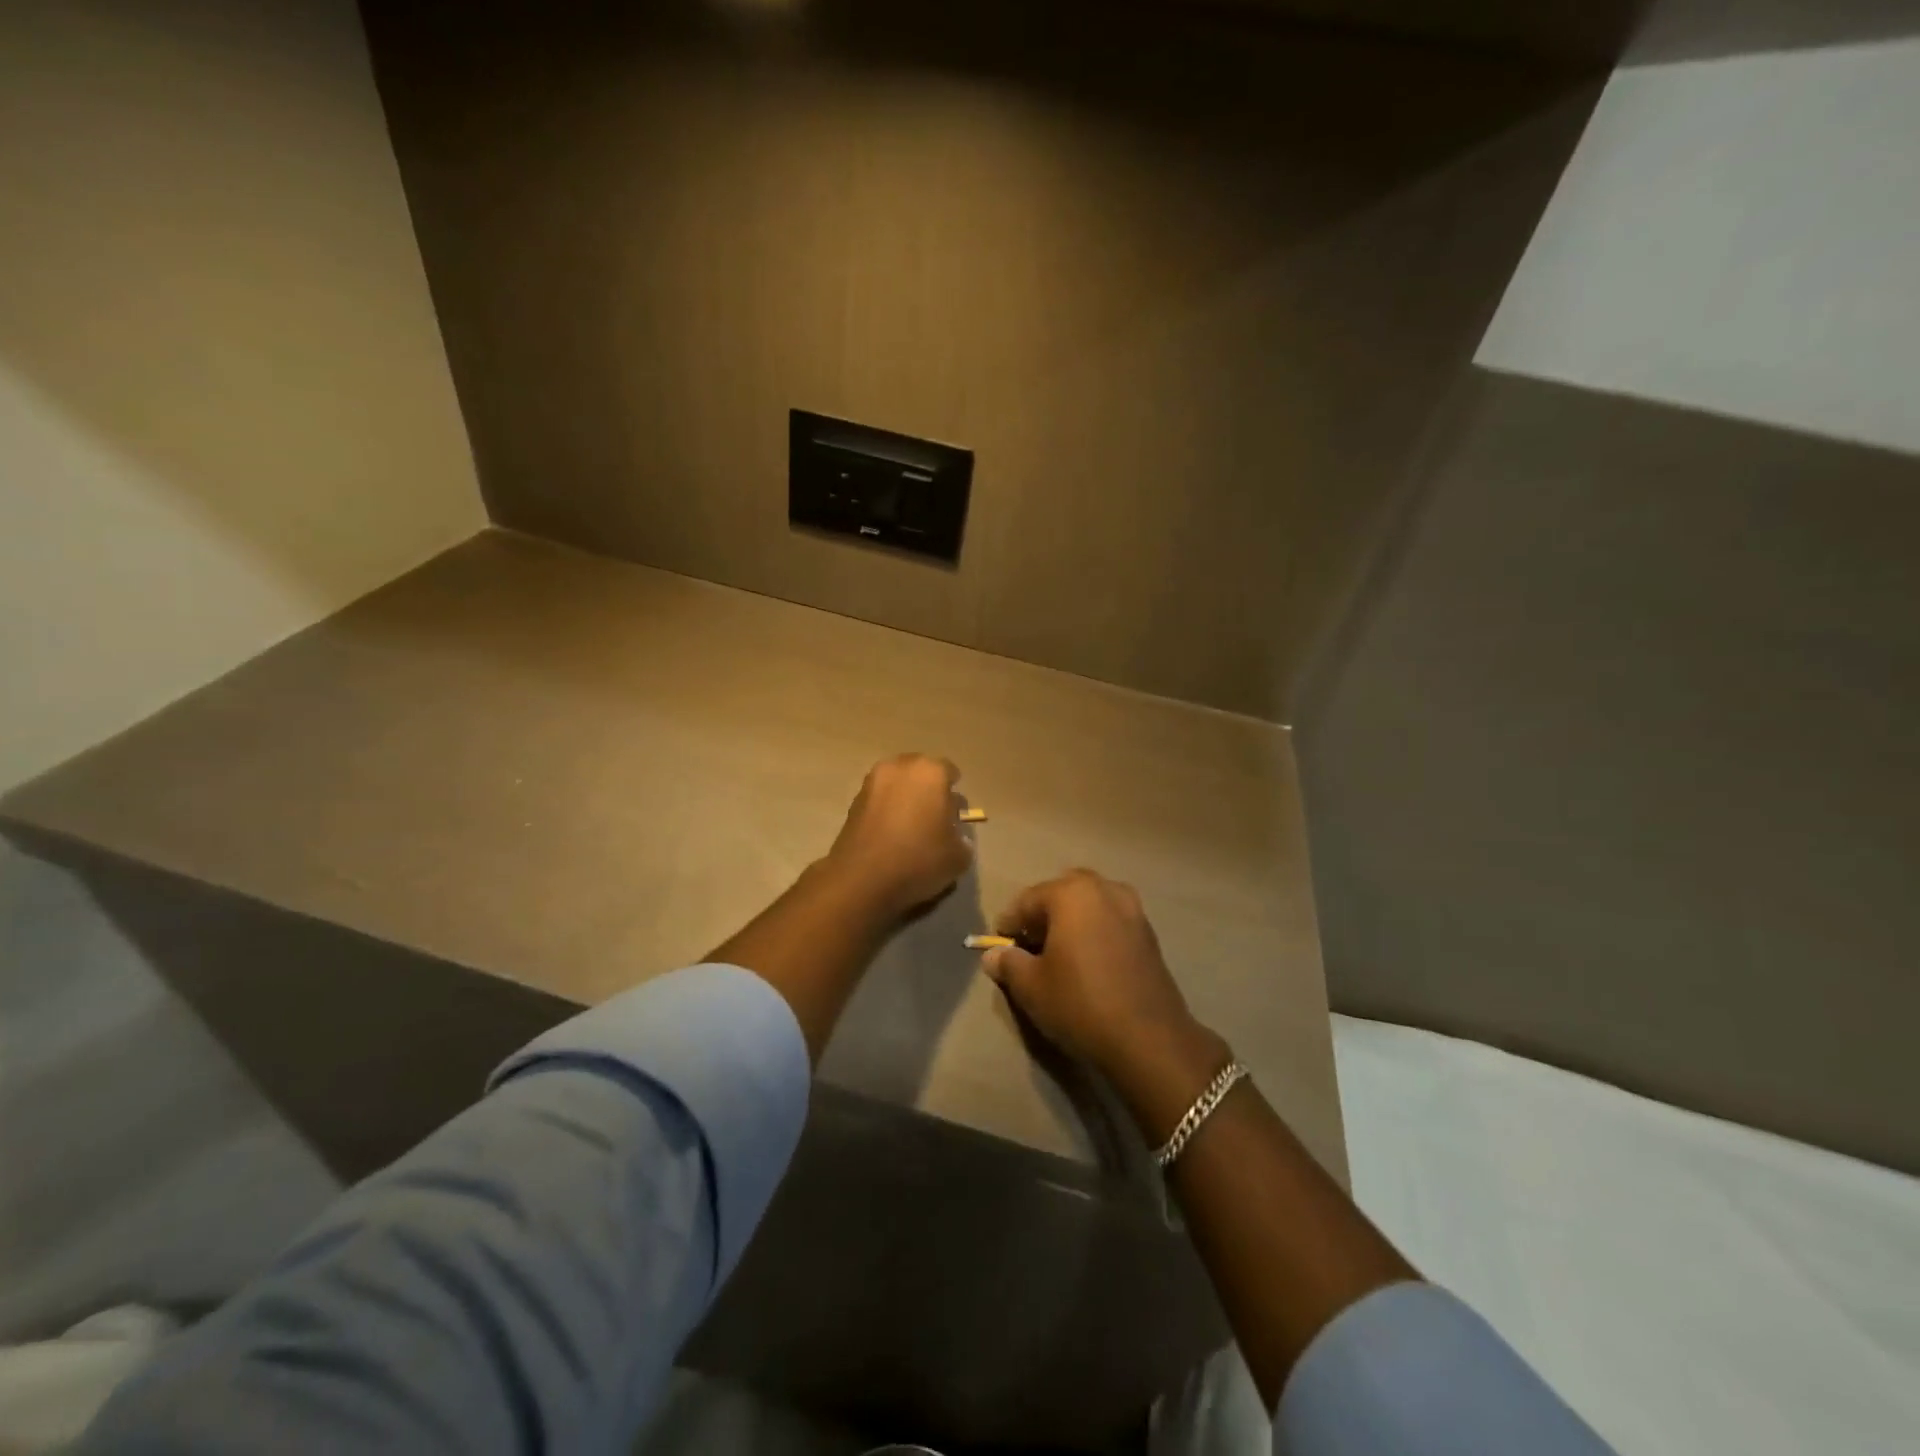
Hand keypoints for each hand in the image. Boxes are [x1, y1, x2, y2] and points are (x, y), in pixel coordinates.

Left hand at [824, 754, 973, 917]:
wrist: (862, 878)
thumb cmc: (919, 859)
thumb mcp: (958, 857)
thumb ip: (962, 839)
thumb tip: (954, 836)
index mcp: (930, 771)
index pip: (950, 772)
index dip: (954, 795)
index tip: (954, 816)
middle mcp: (900, 767)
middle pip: (920, 773)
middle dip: (928, 790)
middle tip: (933, 819)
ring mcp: (872, 781)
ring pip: (897, 784)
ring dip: (905, 799)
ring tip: (910, 828)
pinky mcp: (853, 800)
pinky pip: (879, 799)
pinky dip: (886, 810)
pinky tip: (890, 835)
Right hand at [982, 869, 1218, 1086]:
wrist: (1149, 1038)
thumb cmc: (1080, 1003)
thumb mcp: (1031, 987)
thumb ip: (1008, 963)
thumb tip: (993, 955)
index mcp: (1071, 893)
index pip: (1027, 900)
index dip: (1009, 923)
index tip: (999, 946)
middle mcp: (1104, 889)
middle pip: (1062, 894)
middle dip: (1043, 915)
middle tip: (1030, 946)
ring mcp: (1132, 909)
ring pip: (1090, 904)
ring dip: (1072, 920)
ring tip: (1060, 953)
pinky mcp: (1149, 933)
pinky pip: (1111, 920)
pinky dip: (1095, 931)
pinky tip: (1089, 961)